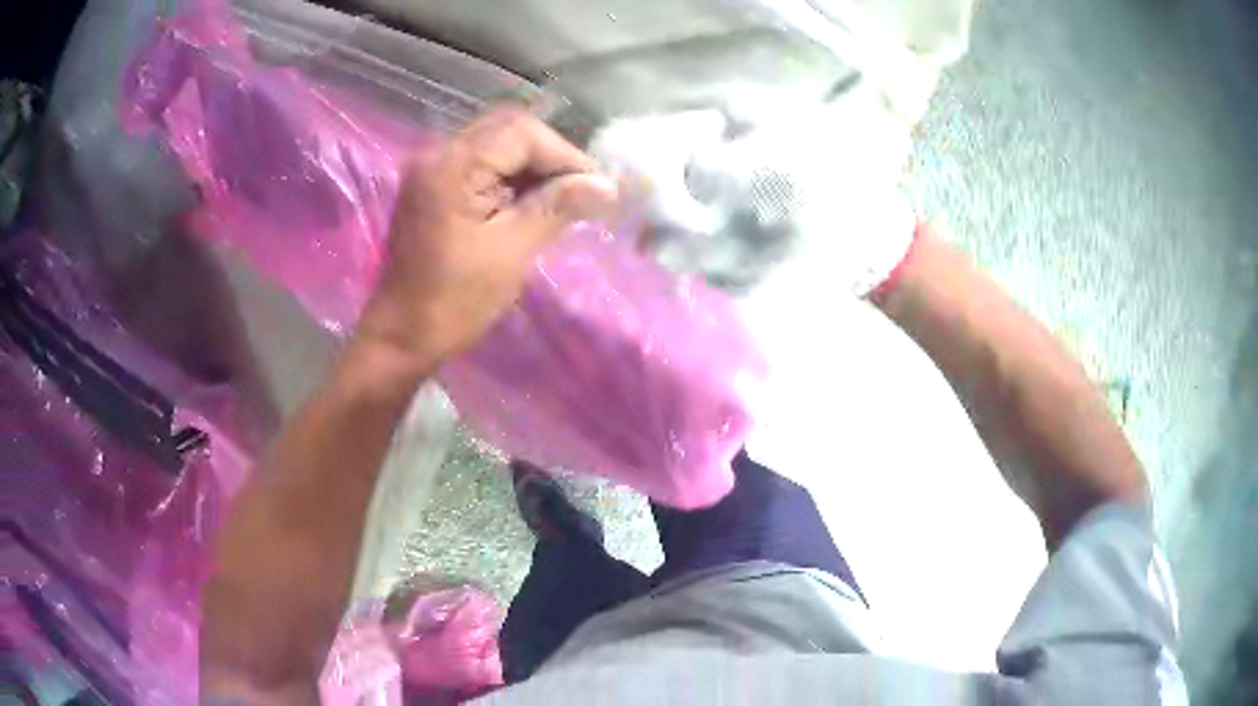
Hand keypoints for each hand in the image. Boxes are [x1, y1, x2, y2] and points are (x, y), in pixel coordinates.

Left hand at [357, 108, 617, 371]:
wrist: (401, 336)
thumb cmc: (455, 301)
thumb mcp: (512, 252)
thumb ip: (557, 207)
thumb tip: (606, 185)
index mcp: (452, 166)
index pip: (522, 133)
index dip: (565, 154)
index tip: (596, 189)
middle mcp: (438, 153)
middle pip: (508, 130)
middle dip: (550, 156)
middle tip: (581, 191)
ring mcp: (431, 167)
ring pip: (496, 144)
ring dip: (532, 166)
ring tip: (562, 199)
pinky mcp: (432, 184)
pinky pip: (481, 163)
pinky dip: (510, 176)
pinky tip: (531, 202)